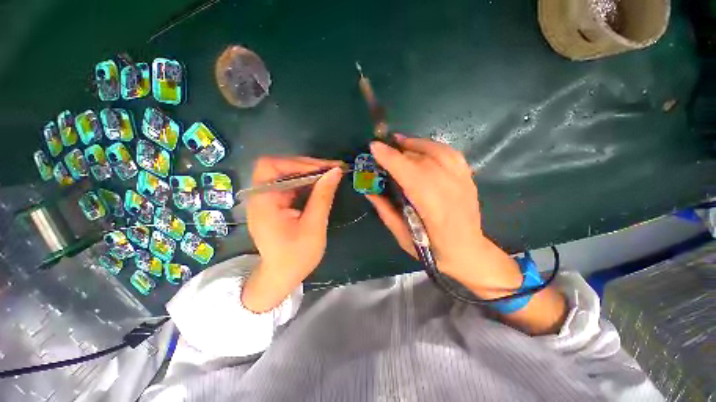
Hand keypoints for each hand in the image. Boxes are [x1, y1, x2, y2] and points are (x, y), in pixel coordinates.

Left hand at [242, 156, 343, 312]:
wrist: (282, 277)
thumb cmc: (296, 257)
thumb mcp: (313, 226)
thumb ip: (323, 197)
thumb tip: (335, 172)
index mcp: (264, 202)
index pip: (271, 166)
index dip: (297, 162)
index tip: (324, 168)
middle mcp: (262, 196)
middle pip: (280, 167)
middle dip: (307, 166)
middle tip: (332, 169)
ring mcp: (269, 200)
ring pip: (288, 175)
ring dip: (310, 173)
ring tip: (331, 174)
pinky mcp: (277, 204)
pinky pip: (291, 186)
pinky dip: (307, 182)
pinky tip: (322, 185)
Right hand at [367, 136, 523, 296]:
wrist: (469, 251)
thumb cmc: (433, 250)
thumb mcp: (403, 237)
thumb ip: (385, 212)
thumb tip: (368, 191)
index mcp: (433, 209)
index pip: (411, 175)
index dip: (392, 159)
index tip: (374, 147)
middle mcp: (450, 190)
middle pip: (423, 161)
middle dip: (399, 150)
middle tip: (382, 148)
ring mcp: (463, 181)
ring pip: (438, 152)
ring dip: (415, 143)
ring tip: (399, 142)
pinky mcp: (468, 178)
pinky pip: (450, 153)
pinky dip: (433, 146)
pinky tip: (421, 147)